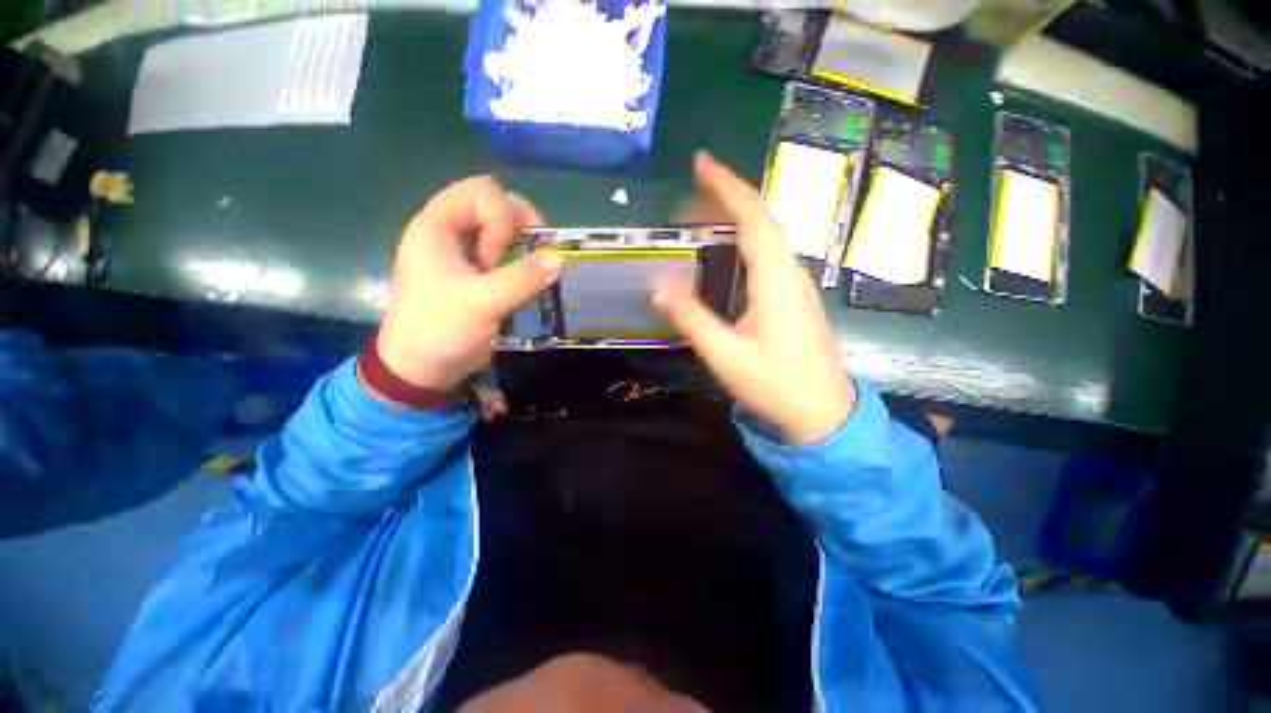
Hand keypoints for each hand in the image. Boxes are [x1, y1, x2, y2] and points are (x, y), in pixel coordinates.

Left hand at [376, 176, 561, 393]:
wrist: (422, 368)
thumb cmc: (440, 330)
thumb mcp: (482, 303)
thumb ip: (522, 278)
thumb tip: (559, 258)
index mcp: (436, 227)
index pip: (479, 191)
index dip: (500, 217)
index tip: (498, 258)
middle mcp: (449, 232)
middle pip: (493, 203)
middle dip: (518, 225)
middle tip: (530, 254)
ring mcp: (464, 253)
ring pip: (502, 228)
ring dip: (524, 243)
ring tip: (530, 268)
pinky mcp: (477, 273)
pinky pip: (506, 253)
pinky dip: (522, 260)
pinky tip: (528, 278)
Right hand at [653, 155, 854, 443]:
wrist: (824, 414)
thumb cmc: (775, 385)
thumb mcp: (726, 355)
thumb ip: (692, 318)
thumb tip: (658, 285)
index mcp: (777, 281)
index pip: (754, 218)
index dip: (727, 186)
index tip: (701, 163)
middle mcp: (792, 273)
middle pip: (763, 221)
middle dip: (727, 200)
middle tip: (688, 198)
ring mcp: (798, 285)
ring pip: (768, 238)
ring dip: (735, 221)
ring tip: (700, 220)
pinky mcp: (796, 299)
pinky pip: (770, 257)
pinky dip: (746, 243)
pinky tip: (727, 254)